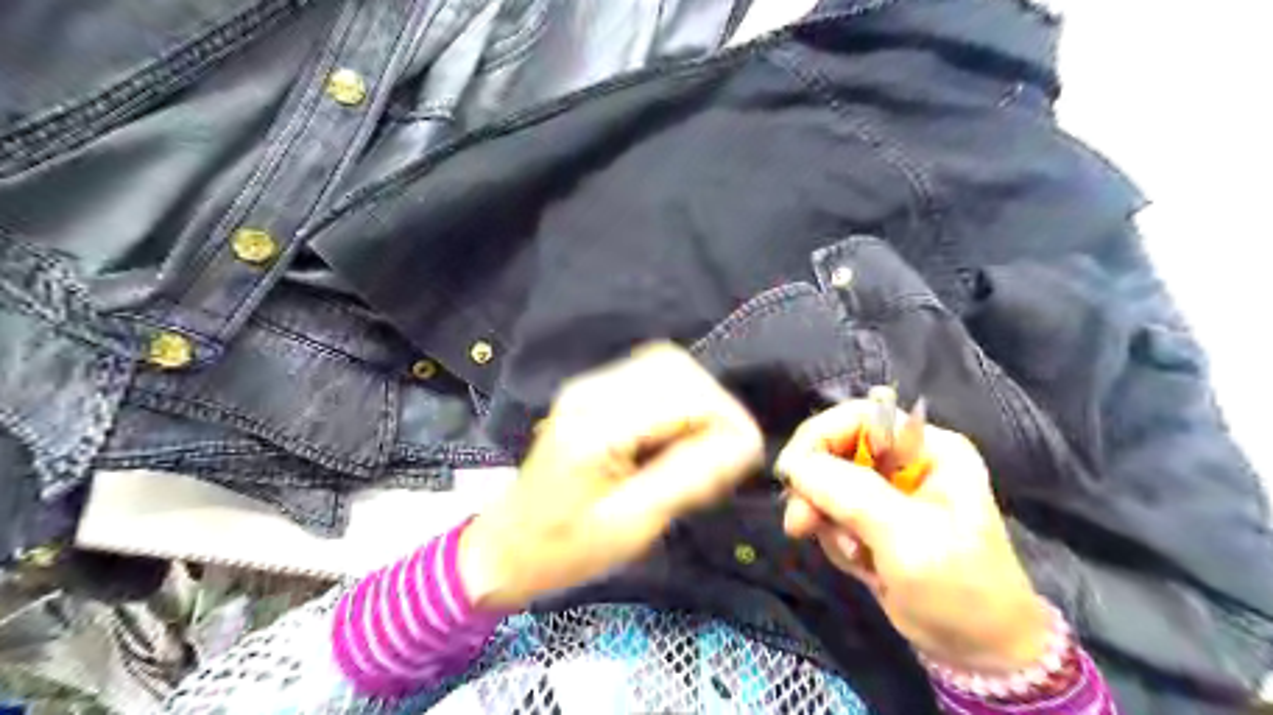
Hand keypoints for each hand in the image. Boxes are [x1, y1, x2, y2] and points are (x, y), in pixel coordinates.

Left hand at [461, 345, 758, 611]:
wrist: (508, 545)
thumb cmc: (566, 549)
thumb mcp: (634, 526)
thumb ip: (691, 479)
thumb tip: (746, 444)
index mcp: (597, 427)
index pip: (682, 395)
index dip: (726, 420)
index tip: (746, 457)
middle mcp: (591, 390)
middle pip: (675, 367)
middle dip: (714, 406)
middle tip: (724, 454)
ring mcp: (589, 386)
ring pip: (665, 365)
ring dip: (697, 400)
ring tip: (703, 446)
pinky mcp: (592, 391)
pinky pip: (650, 376)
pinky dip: (678, 399)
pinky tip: (676, 435)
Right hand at [777, 404, 1055, 672]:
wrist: (979, 651)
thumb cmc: (958, 588)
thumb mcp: (907, 538)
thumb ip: (850, 494)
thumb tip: (793, 465)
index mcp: (928, 448)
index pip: (859, 417)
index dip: (819, 437)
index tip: (790, 474)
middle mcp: (905, 461)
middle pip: (835, 449)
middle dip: (815, 488)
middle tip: (799, 525)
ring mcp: (887, 491)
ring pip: (826, 484)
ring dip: (825, 520)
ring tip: (852, 555)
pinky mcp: (873, 519)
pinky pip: (830, 513)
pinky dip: (834, 537)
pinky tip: (860, 564)